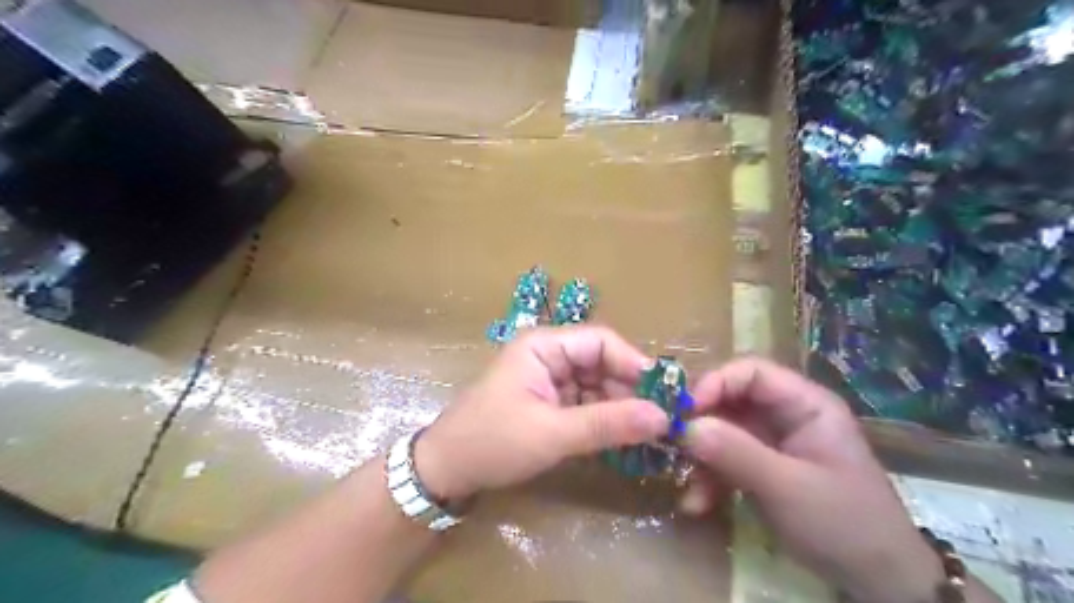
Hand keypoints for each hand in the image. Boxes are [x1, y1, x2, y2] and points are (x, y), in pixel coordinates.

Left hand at [413, 327, 668, 501]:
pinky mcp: (549, 403)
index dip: (635, 365)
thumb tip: (663, 417)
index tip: (665, 395)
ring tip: (648, 436)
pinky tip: (623, 441)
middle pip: (602, 364)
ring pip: (597, 387)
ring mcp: (549, 380)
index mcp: (544, 345)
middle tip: (662, 423)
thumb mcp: (552, 434)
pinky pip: (586, 405)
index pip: (601, 342)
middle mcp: (549, 355)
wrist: (445, 471)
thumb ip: (607, 423)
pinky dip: (604, 422)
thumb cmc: (493, 442)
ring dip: (620, 410)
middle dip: (630, 392)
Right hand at [678, 361, 945, 601]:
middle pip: (731, 400)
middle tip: (672, 445)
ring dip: (702, 459)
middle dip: (701, 424)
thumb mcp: (787, 487)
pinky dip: (710, 479)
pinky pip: (727, 460)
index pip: (750, 372)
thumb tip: (684, 427)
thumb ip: (736, 453)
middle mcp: (786, 415)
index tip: (684, 412)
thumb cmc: (844, 523)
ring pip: (723, 432)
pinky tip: (698, 504)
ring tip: (688, 489)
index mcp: (804, 404)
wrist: (879, 583)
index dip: (714, 384)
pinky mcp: (764, 468)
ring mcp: (773, 443)